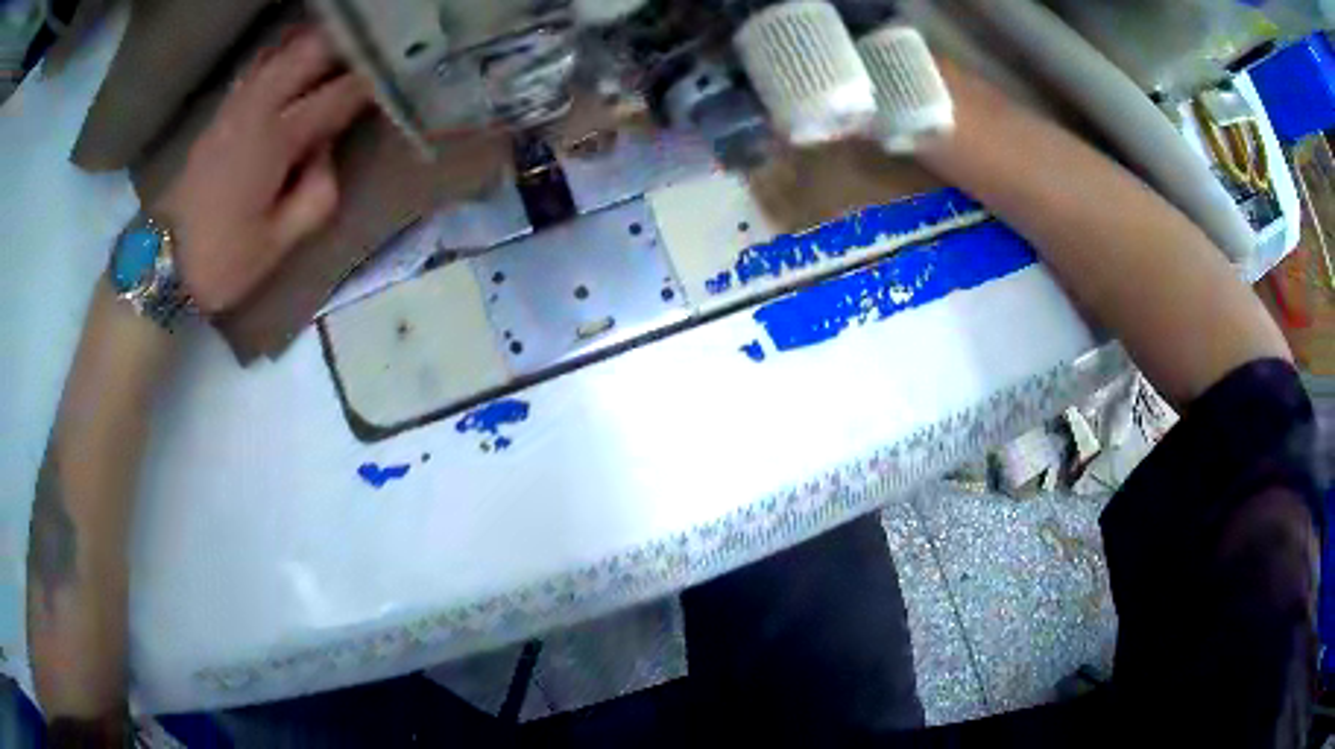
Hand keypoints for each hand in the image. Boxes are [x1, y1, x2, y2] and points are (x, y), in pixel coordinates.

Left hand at [153, 27, 372, 313]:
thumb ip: (317, 193)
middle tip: (374, 48)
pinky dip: (282, 52)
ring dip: (315, 42)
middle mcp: (256, 108)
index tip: (398, 75)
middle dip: (345, 45)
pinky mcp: (221, 113)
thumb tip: (326, 153)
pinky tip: (295, 53)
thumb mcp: (279, 243)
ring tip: (343, 42)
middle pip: (309, 52)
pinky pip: (258, 66)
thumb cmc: (221, 261)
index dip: (371, 83)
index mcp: (276, 140)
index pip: (337, 96)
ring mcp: (235, 106)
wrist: (161, 263)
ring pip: (282, 51)